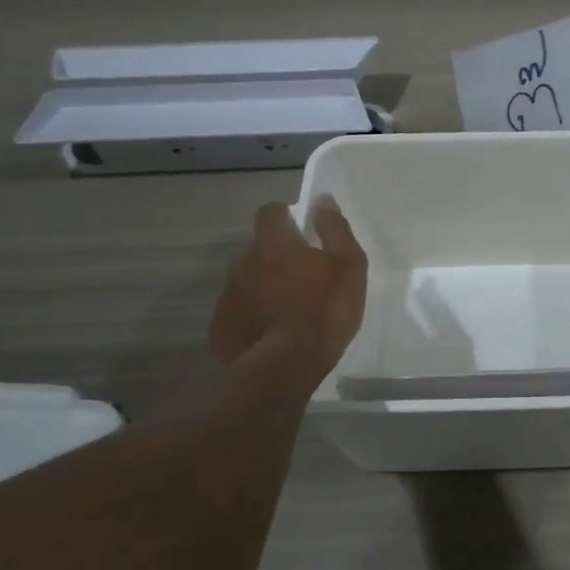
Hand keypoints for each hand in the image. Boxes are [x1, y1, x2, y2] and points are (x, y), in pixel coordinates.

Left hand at [209, 196, 367, 378]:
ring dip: (264, 287)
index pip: (270, 212)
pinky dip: (253, 315)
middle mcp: (243, 262)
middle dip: (275, 256)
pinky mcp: (221, 327)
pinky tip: (272, 333)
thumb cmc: (324, 311)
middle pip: (258, 248)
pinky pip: (239, 311)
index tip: (301, 230)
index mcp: (273, 243)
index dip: (284, 216)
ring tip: (288, 310)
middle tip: (302, 277)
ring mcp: (228, 296)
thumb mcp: (348, 266)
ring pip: (247, 281)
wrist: (284, 368)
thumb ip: (335, 230)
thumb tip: (322, 200)